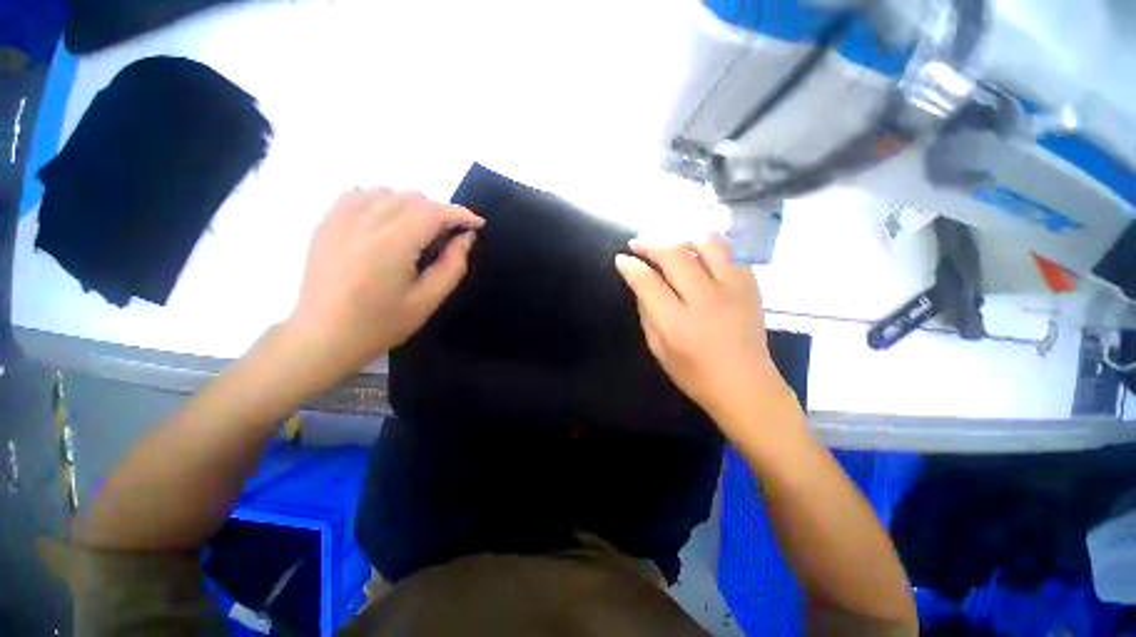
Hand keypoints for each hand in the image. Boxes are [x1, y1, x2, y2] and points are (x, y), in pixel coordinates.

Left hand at [286, 188, 483, 368]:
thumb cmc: (381, 324)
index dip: (459, 213)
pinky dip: (380, 200)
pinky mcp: (324, 223)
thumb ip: (452, 266)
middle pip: (411, 197)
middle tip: (447, 236)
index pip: (432, 212)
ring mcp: (339, 220)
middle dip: (438, 211)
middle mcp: (363, 223)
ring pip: (386, 191)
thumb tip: (466, 238)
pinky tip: (385, 222)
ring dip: (410, 205)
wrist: (323, 337)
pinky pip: (358, 194)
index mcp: (391, 246)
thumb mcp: (427, 301)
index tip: (476, 224)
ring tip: (417, 231)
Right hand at [614, 235, 795, 434]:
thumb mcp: (659, 350)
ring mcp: (733, 290)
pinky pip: (728, 253)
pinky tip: (696, 257)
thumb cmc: (695, 375)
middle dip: (651, 243)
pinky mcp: (751, 287)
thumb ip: (647, 314)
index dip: (631, 266)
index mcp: (678, 324)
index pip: (648, 282)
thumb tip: (640, 283)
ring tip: (668, 243)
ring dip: (681, 237)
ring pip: (707, 244)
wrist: (746, 386)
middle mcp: (706, 300)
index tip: (621, 258)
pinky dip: (707, 249)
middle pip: (676, 255)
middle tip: (637, 243)